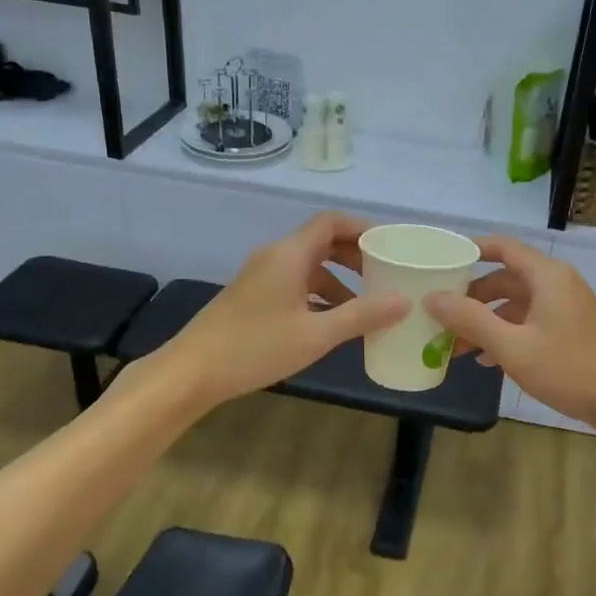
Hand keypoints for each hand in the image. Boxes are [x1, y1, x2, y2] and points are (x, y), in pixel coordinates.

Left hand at [156, 213, 407, 408]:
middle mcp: (274, 257)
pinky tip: (332, 322)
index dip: (362, 228)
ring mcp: (260, 277)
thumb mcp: (316, 334)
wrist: (191, 372)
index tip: (390, 245)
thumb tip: (404, 300)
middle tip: (385, 274)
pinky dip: (318, 295)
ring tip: (365, 305)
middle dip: (355, 256)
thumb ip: (362, 315)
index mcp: (289, 255)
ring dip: (338, 280)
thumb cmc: (255, 347)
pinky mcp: (252, 297)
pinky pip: (294, 285)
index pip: (331, 222)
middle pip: (321, 242)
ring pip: (308, 267)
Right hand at [425, 236, 595, 431]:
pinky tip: (489, 361)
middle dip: (472, 297)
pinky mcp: (573, 332)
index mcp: (546, 276)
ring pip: (517, 305)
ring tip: (457, 346)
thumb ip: (470, 320)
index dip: (471, 250)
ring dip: (487, 321)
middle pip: (506, 278)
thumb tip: (431, 297)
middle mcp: (558, 284)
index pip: (503, 247)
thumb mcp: (513, 346)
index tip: (442, 262)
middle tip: (441, 314)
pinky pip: (531, 323)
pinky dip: (507, 335)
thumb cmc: (571, 368)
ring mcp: (568, 309)